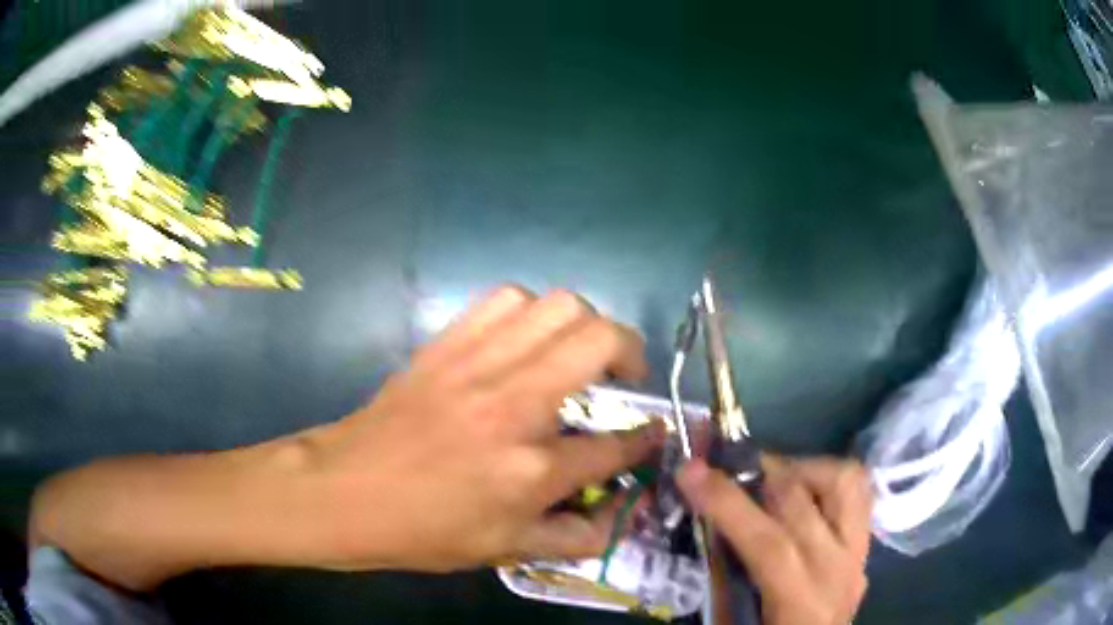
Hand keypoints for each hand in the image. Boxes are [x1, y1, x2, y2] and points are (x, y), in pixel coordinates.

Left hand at [304, 286, 664, 571]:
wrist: (346, 490)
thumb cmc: (424, 529)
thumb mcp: (506, 550)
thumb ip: (576, 536)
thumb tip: (621, 515)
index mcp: (531, 469)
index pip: (616, 444)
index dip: (646, 440)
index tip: (652, 433)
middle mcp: (514, 404)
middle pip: (600, 341)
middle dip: (631, 352)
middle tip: (624, 376)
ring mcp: (477, 365)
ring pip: (557, 306)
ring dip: (583, 324)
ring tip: (577, 352)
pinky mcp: (447, 345)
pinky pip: (503, 301)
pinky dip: (530, 312)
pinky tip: (525, 340)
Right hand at [677, 455, 871, 624]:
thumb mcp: (732, 624)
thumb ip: (722, 579)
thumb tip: (705, 523)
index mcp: (800, 603)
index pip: (768, 543)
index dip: (728, 503)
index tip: (690, 470)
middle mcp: (838, 570)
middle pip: (801, 503)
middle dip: (756, 471)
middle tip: (723, 464)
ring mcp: (859, 553)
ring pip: (844, 481)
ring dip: (803, 469)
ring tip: (771, 478)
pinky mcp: (866, 544)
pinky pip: (857, 491)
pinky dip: (828, 478)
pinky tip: (802, 491)